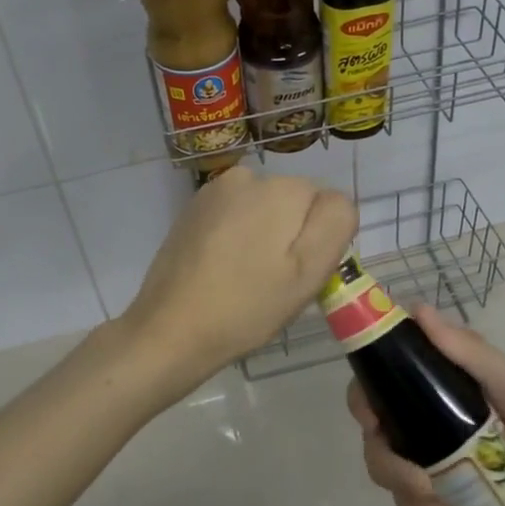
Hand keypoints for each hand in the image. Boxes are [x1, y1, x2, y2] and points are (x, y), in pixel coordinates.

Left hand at [123, 165, 356, 384]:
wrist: (170, 329)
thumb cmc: (248, 306)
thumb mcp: (309, 271)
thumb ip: (334, 223)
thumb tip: (333, 200)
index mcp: (282, 188)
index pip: (326, 206)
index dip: (319, 243)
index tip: (298, 275)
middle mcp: (248, 176)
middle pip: (293, 204)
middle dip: (290, 236)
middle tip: (274, 282)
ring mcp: (214, 191)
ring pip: (263, 210)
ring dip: (263, 236)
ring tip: (245, 278)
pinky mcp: (192, 209)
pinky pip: (234, 217)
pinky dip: (236, 238)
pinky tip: (222, 271)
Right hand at [347, 305, 504, 505]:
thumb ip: (468, 352)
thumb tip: (415, 309)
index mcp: (445, 391)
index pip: (383, 389)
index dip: (366, 403)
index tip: (374, 424)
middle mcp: (437, 427)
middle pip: (383, 444)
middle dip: (393, 471)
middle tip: (423, 490)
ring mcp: (448, 471)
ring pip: (400, 487)